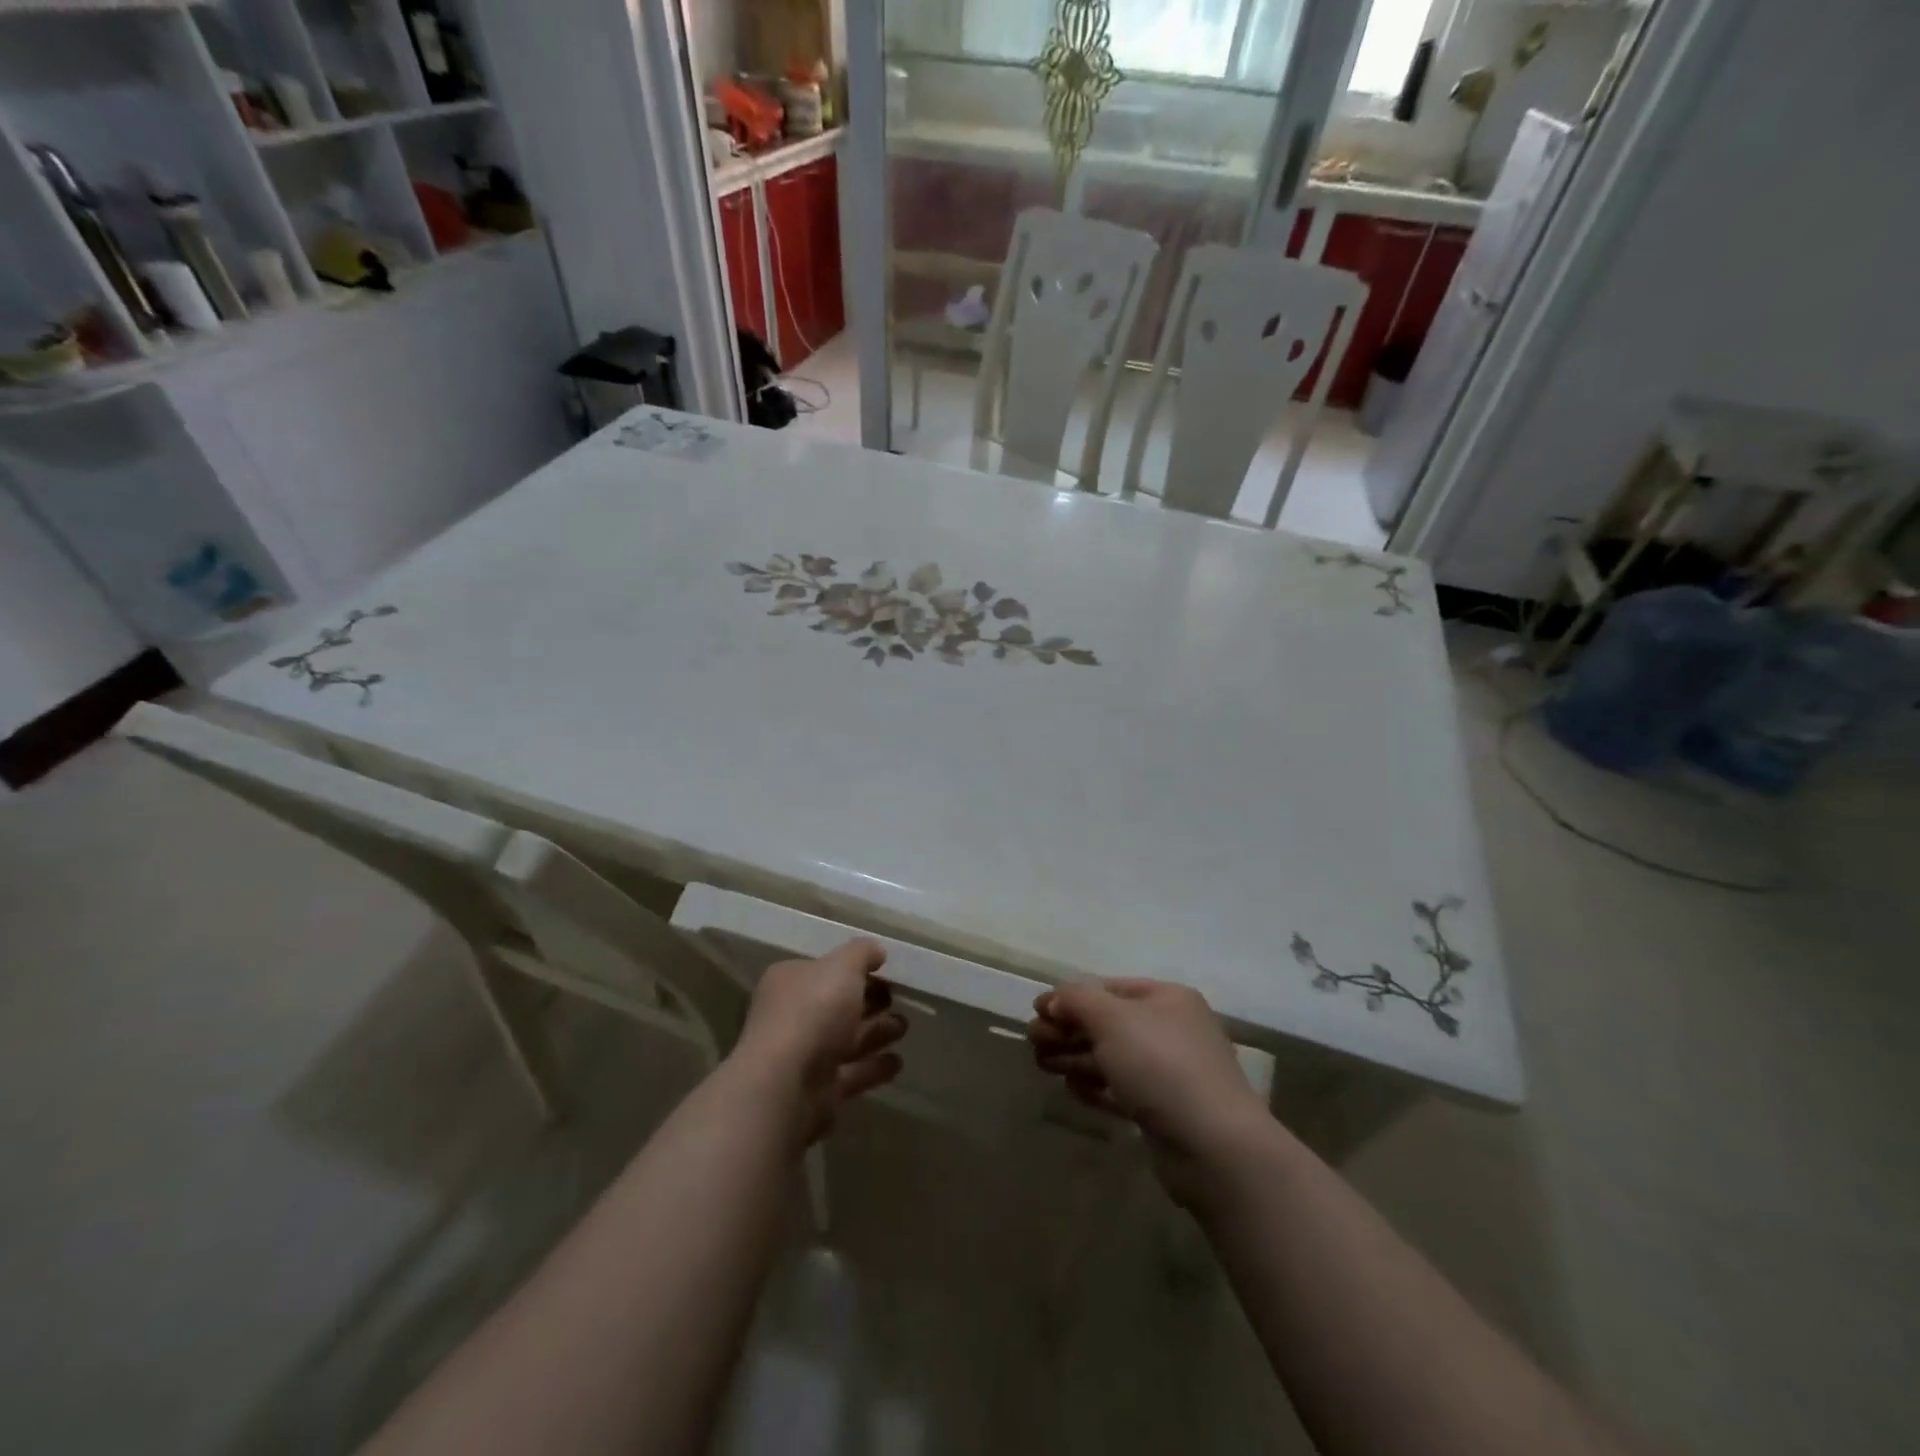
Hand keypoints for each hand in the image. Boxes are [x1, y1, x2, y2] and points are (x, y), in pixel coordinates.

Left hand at [732, 939, 906, 1140]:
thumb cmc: (813, 1012)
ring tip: (904, 1027)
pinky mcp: (816, 1091)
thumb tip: (876, 952)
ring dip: (875, 1033)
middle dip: (869, 1002)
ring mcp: (802, 1056)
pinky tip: (897, 1062)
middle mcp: (792, 1016)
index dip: (854, 969)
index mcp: (790, 982)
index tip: (885, 970)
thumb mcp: (842, 966)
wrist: (786, 1085)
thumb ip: (862, 954)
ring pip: (845, 1040)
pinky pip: (850, 1073)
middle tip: (898, 999)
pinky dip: (873, 1067)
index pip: (824, 969)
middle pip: (836, 1005)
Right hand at [1029, 979, 1271, 1203]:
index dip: (1071, 997)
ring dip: (1075, 1058)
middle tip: (1033, 1041)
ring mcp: (1170, 1072)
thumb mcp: (1112, 1019)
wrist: (1214, 1146)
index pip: (1109, 988)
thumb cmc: (1162, 1066)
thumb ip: (1077, 1001)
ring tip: (1041, 1064)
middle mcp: (1171, 1030)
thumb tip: (1054, 999)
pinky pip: (1122, 1090)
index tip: (1037, 1011)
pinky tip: (1071, 1089)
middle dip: (1068, 1030)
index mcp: (1166, 999)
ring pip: (1112, 1058)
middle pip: (1108, 1024)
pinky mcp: (1164, 1111)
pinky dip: (1095, 1086)